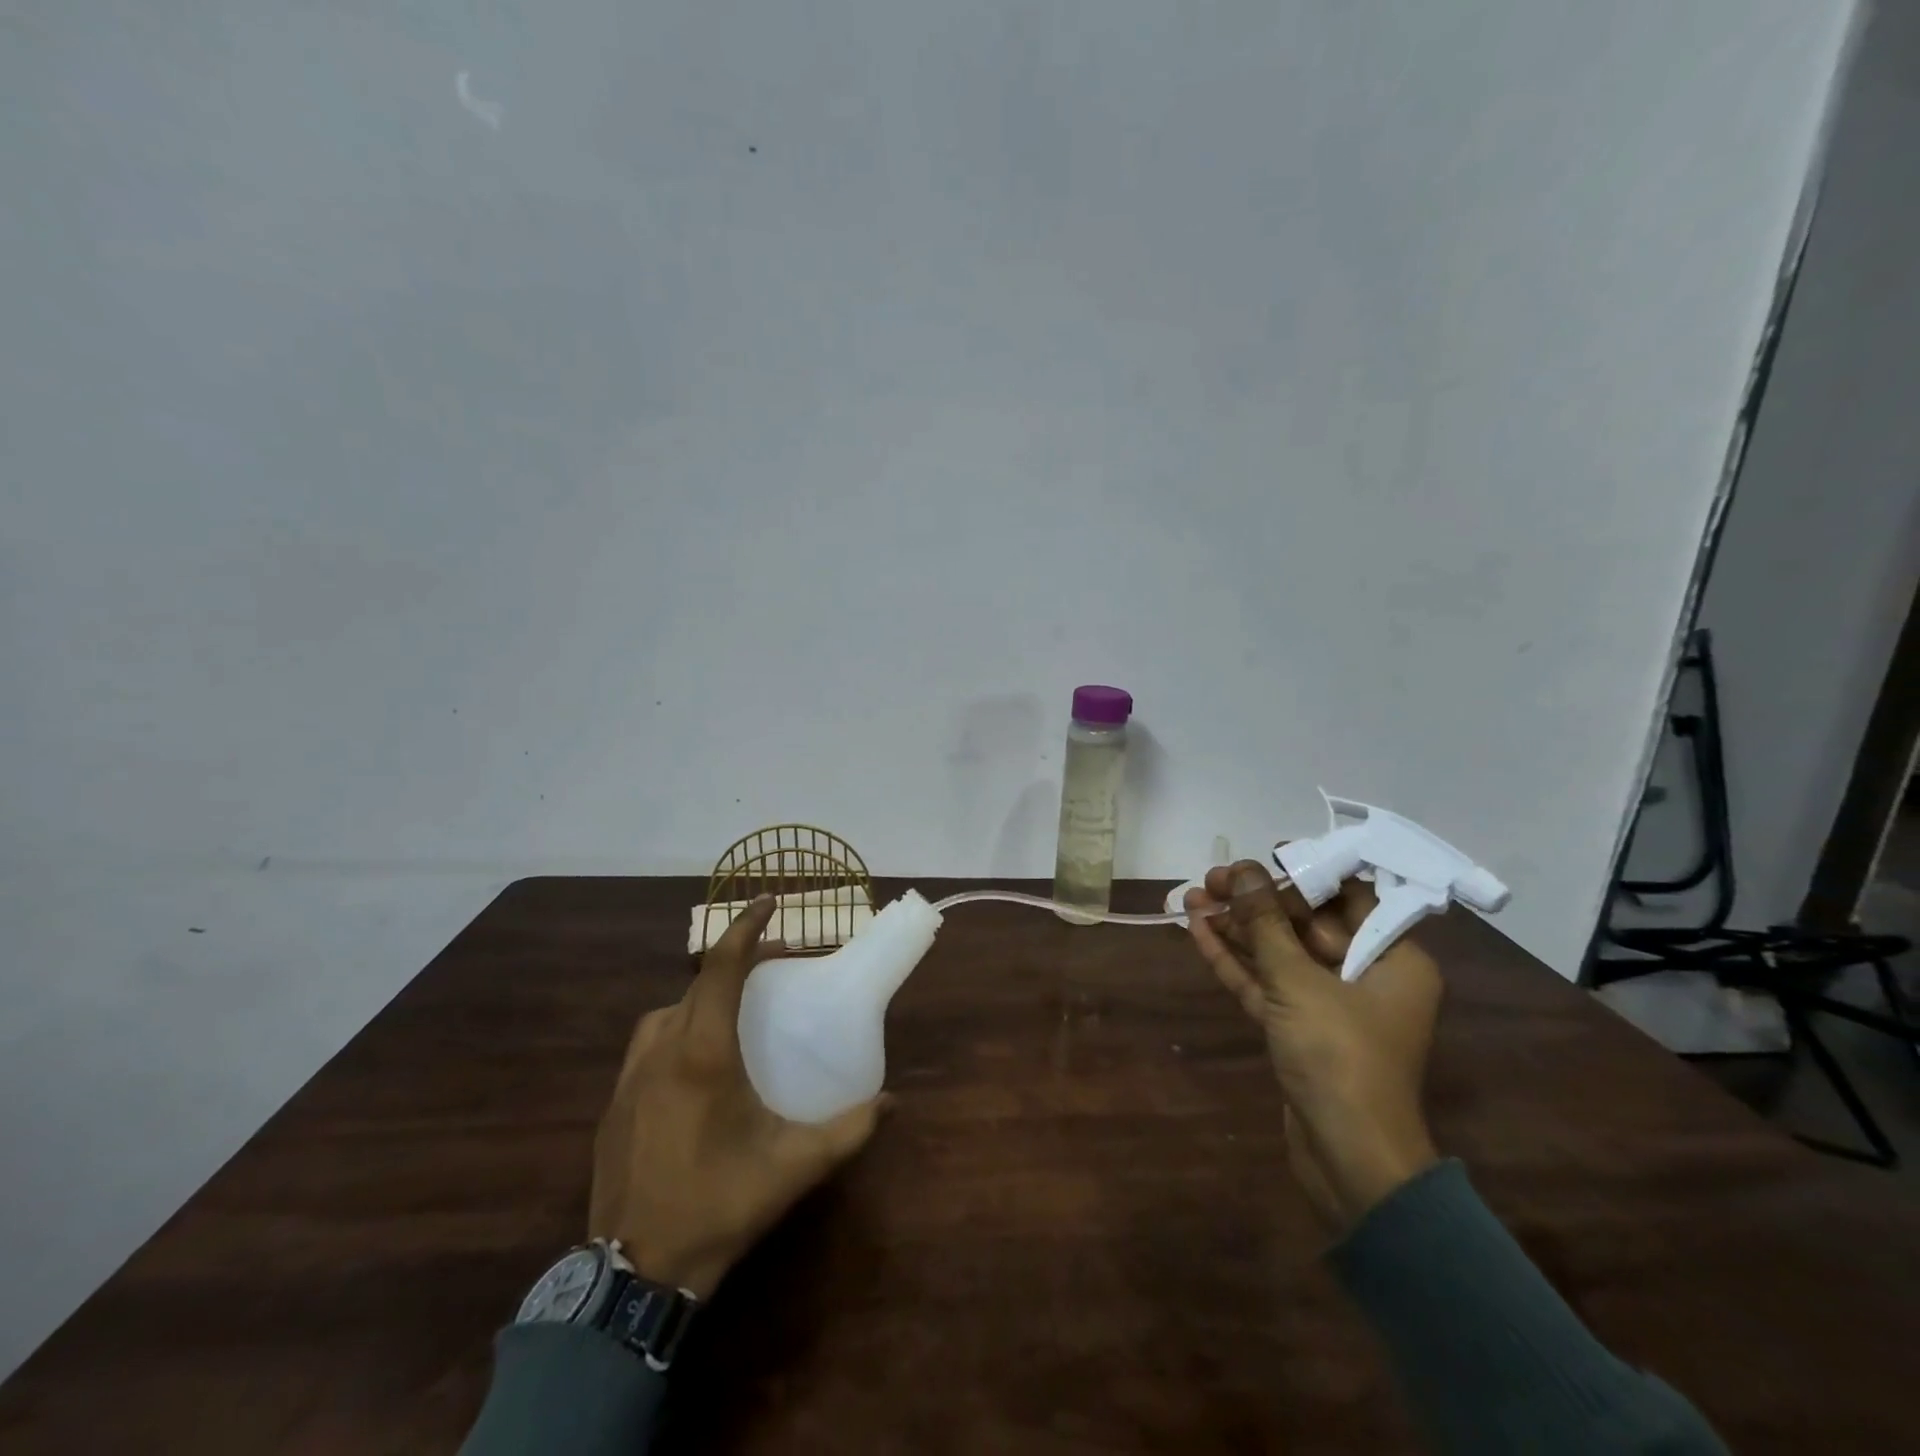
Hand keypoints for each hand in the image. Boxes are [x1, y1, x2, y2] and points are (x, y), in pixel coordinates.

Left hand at [589, 896, 886, 1298]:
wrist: (633, 1274)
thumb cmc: (719, 1204)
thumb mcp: (794, 1167)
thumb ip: (849, 1130)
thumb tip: (892, 1102)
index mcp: (703, 1053)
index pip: (721, 967)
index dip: (746, 928)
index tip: (769, 903)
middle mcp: (661, 1051)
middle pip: (696, 984)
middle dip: (734, 964)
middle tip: (771, 969)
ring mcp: (629, 1078)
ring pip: (667, 1012)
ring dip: (700, 999)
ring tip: (732, 1016)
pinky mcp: (612, 1104)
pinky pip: (648, 1045)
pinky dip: (676, 1031)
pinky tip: (695, 1067)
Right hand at [1186, 861, 1441, 1232]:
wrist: (1349, 1159)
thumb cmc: (1339, 1056)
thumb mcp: (1298, 980)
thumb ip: (1265, 923)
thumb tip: (1242, 870)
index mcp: (1392, 958)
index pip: (1348, 897)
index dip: (1304, 872)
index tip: (1261, 857)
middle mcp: (1365, 975)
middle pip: (1306, 923)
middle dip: (1257, 901)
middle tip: (1213, 879)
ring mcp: (1329, 1005)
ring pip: (1279, 953)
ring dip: (1237, 928)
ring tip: (1192, 898)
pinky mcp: (1299, 1029)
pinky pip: (1266, 983)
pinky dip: (1235, 960)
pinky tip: (1198, 933)